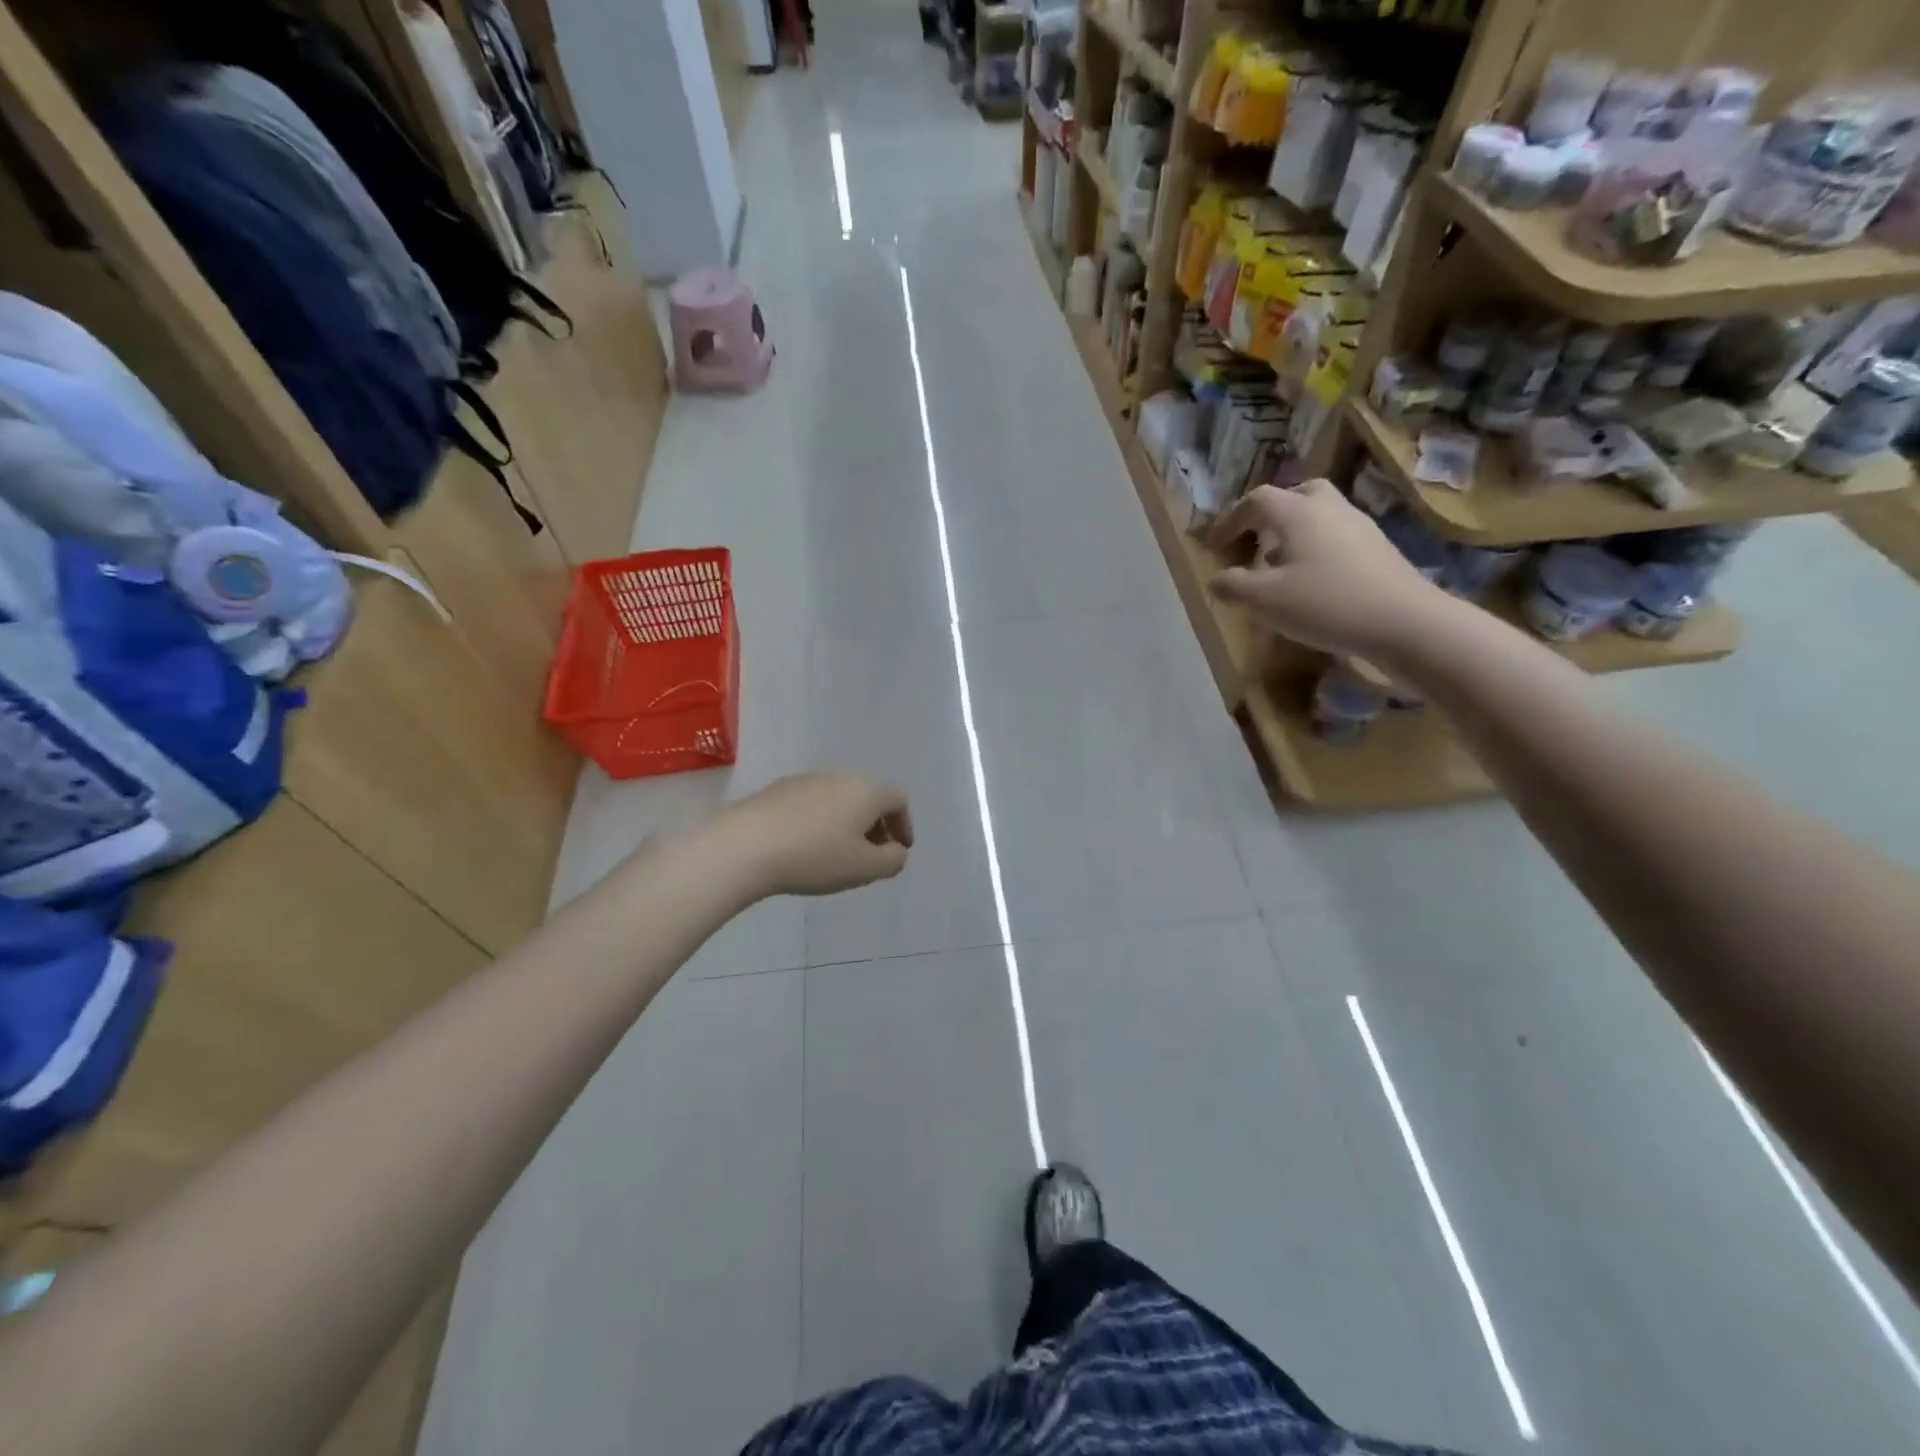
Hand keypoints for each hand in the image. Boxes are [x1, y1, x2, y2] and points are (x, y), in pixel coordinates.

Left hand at [714, 771, 913, 897]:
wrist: (745, 846)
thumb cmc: (815, 857)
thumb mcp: (865, 869)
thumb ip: (892, 860)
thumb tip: (896, 851)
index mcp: (867, 790)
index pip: (899, 801)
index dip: (904, 826)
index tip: (898, 850)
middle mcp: (840, 776)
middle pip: (868, 796)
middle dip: (875, 825)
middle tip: (870, 854)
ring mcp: (806, 779)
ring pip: (839, 798)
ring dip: (846, 822)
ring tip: (836, 853)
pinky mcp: (777, 789)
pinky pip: (811, 803)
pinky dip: (819, 821)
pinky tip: (805, 846)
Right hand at [1207, 481, 1447, 659]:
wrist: (1404, 621)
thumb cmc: (1326, 604)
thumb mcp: (1265, 600)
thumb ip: (1233, 587)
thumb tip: (1216, 580)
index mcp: (1298, 513)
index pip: (1256, 500)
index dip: (1230, 520)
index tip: (1214, 546)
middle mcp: (1329, 509)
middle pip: (1297, 494)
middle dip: (1270, 514)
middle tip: (1255, 541)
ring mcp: (1359, 527)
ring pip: (1320, 515)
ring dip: (1294, 533)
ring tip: (1279, 567)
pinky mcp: (1378, 549)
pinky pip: (1337, 537)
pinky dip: (1316, 549)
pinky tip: (1311, 582)